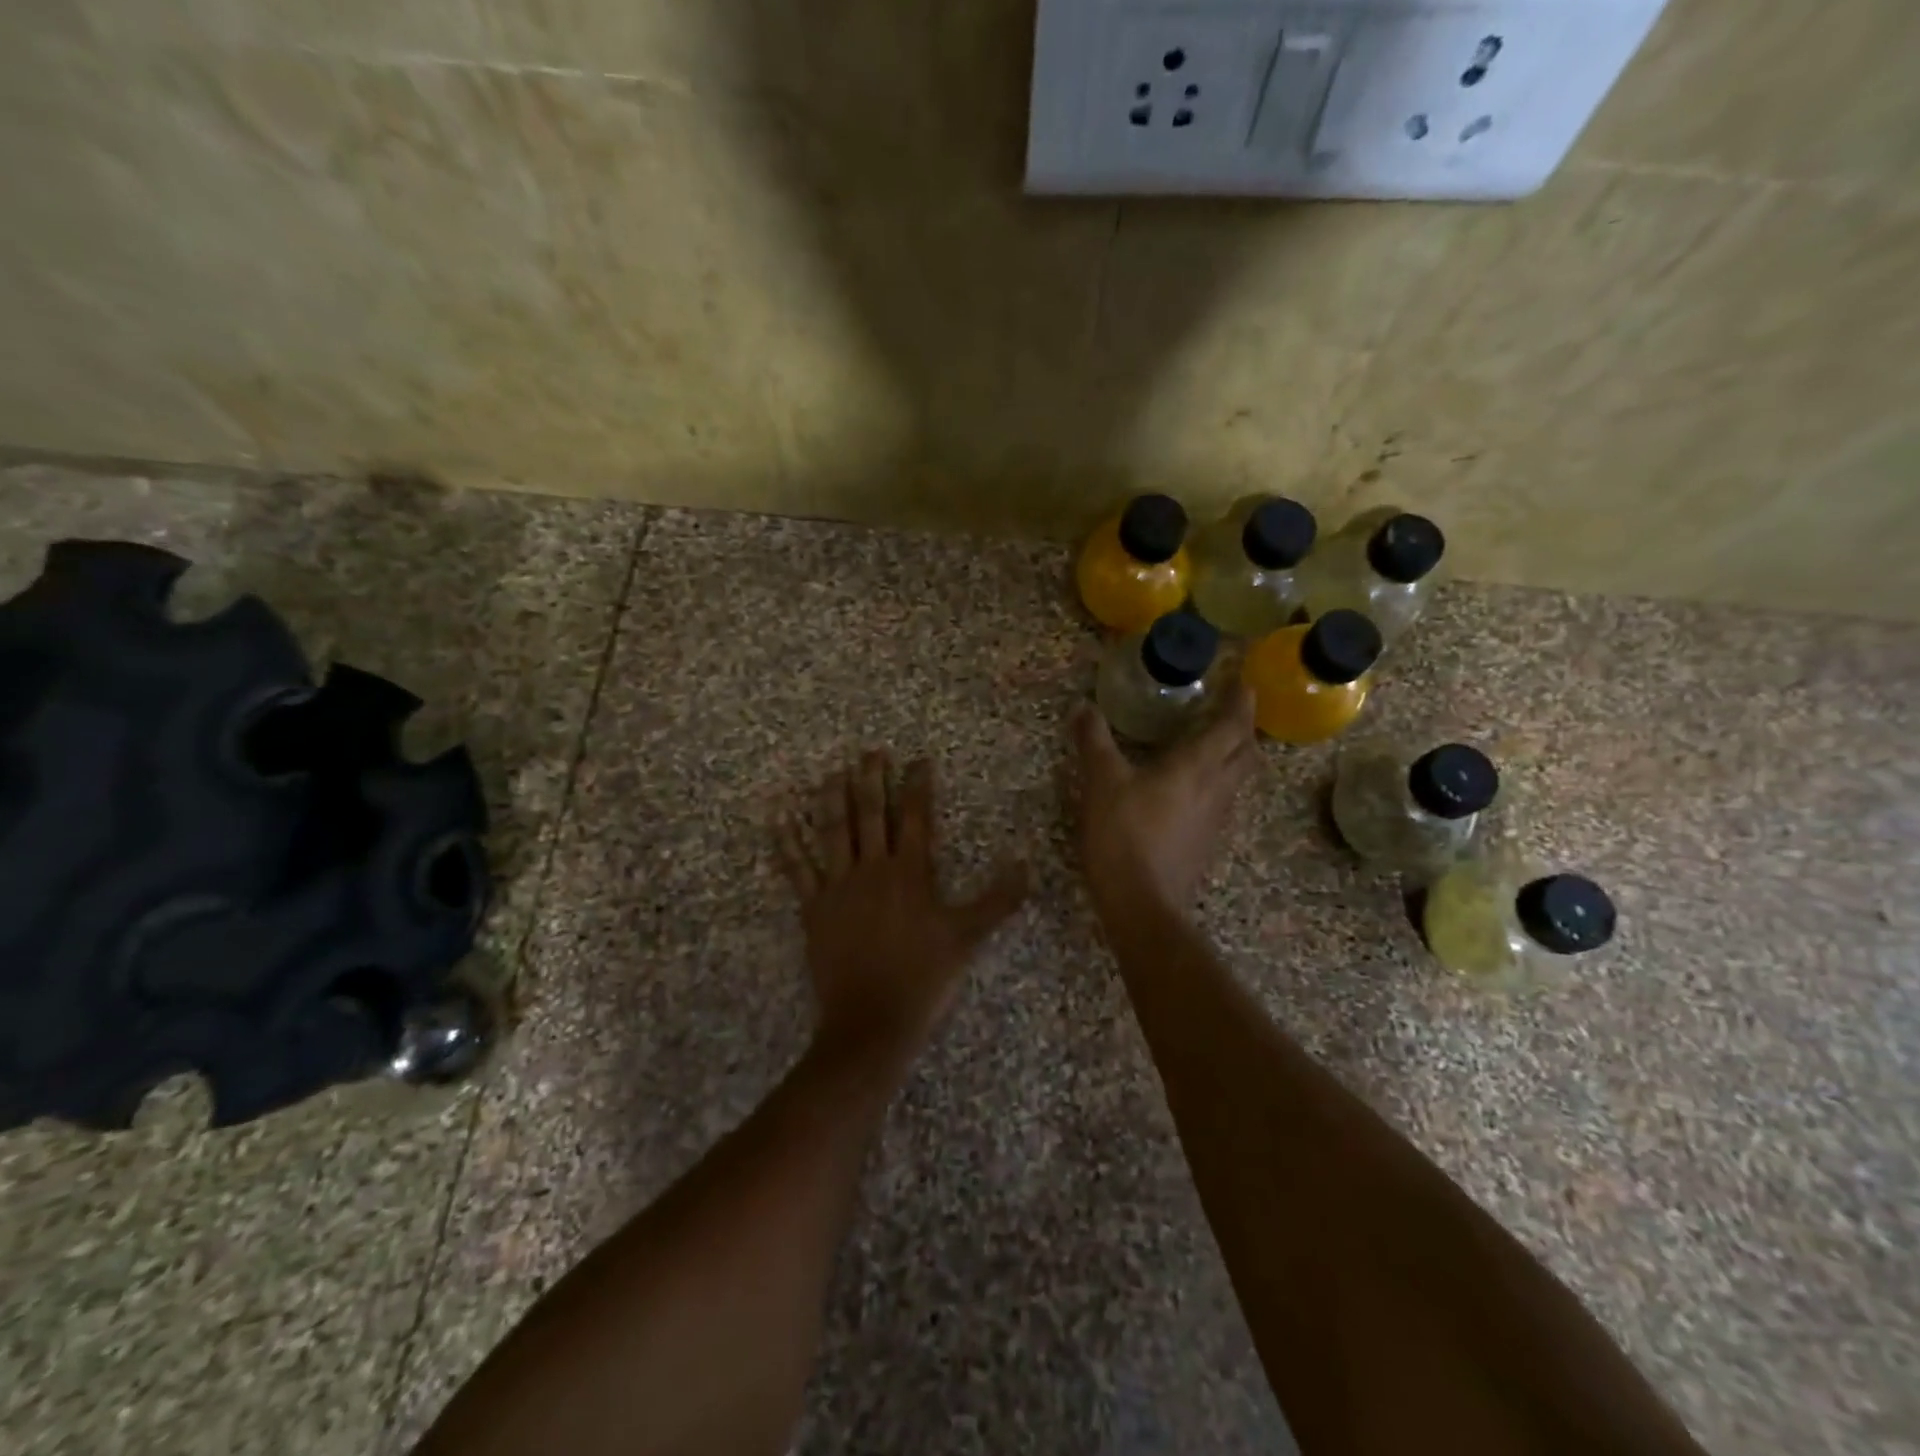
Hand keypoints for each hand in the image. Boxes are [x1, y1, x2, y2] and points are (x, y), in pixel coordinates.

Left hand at [776, 751, 1028, 1066]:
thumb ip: (998, 899)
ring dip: (831, 798)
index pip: (916, 816)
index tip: (919, 759)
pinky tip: (777, 817)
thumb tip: (1025, 863)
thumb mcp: (968, 938)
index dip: (918, 784)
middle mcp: (872, 869)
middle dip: (871, 779)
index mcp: (910, 872)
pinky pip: (796, 868)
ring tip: (831, 771)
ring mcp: (838, 887)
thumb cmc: (924, 978)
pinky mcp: (814, 908)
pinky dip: (785, 841)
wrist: (871, 1022)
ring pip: (832, 831)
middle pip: (870, 813)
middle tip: (870, 752)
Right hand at [1074, 686, 1260, 915]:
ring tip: (1215, 744)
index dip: (1241, 701)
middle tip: (1230, 711)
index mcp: (1196, 766)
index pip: (1232, 725)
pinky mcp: (1206, 843)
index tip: (1244, 682)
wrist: (1142, 903)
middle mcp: (1216, 788)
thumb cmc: (1124, 835)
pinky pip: (1223, 801)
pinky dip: (1218, 783)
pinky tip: (1193, 789)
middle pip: (1245, 751)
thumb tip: (1083, 707)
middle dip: (1243, 727)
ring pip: (1237, 779)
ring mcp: (1216, 819)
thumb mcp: (1101, 782)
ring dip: (1234, 756)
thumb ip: (1094, 741)